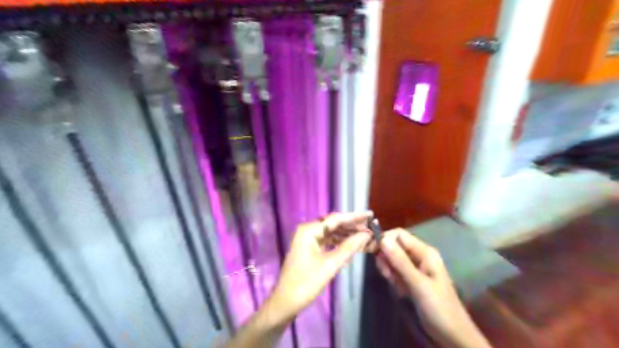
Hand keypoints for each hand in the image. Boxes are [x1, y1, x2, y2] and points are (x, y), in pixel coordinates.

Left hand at [268, 212, 371, 322]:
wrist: (286, 302)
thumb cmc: (307, 283)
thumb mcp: (330, 265)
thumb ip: (349, 247)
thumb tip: (366, 235)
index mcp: (309, 230)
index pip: (336, 219)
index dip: (354, 217)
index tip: (370, 214)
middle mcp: (308, 230)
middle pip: (334, 224)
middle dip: (352, 227)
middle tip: (370, 229)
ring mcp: (308, 240)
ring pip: (331, 233)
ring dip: (347, 235)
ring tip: (364, 237)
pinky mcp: (309, 248)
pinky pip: (327, 241)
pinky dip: (339, 243)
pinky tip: (351, 246)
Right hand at [375, 228, 491, 346]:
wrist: (452, 335)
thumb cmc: (438, 307)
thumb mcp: (418, 283)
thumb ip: (400, 261)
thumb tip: (383, 239)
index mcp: (424, 252)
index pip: (399, 235)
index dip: (385, 239)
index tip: (373, 252)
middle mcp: (419, 256)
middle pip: (394, 247)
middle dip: (386, 258)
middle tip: (387, 275)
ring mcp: (415, 268)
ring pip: (393, 260)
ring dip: (389, 270)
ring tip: (396, 285)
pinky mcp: (411, 279)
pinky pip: (396, 272)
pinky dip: (394, 279)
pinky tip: (400, 291)